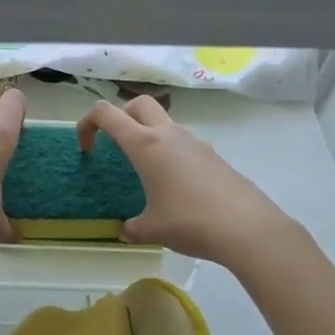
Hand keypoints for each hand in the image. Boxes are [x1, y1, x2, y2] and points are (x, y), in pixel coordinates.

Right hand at [78, 96, 297, 266]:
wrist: (248, 227)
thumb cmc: (190, 222)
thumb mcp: (152, 229)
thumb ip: (133, 227)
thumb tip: (127, 230)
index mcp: (145, 144)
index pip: (105, 113)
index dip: (87, 124)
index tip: (86, 148)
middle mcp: (168, 134)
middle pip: (138, 104)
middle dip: (121, 117)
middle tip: (117, 145)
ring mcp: (195, 142)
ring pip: (164, 123)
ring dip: (149, 136)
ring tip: (147, 173)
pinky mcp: (213, 155)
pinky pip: (184, 144)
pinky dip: (172, 154)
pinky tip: (177, 188)